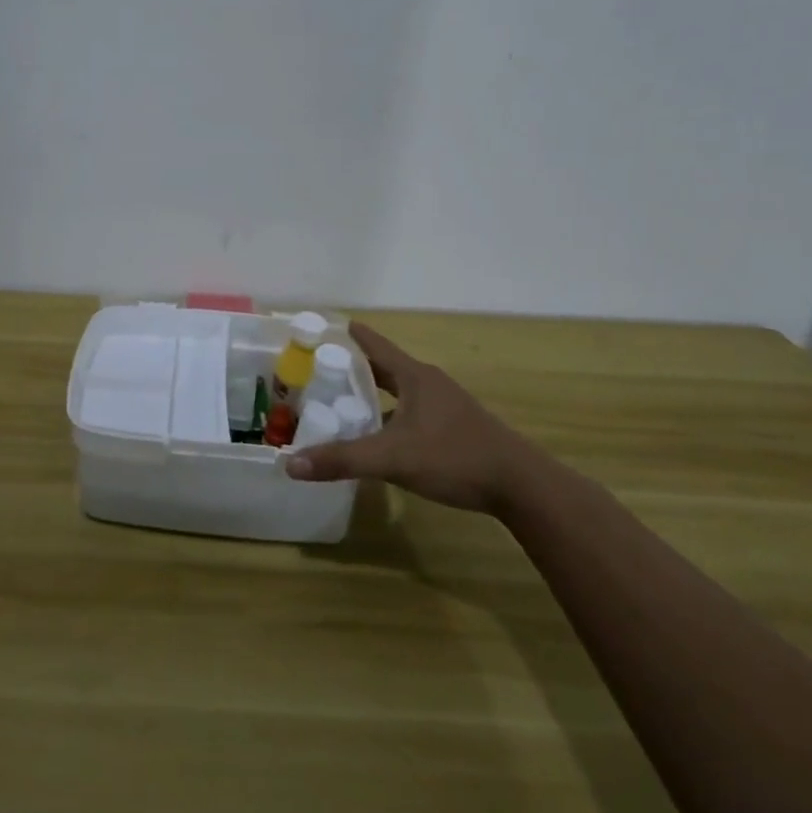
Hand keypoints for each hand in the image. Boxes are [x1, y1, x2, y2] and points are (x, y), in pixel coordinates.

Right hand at [284, 323, 538, 515]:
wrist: (521, 485)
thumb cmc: (454, 457)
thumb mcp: (392, 458)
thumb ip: (342, 460)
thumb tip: (290, 464)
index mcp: (414, 376)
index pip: (373, 345)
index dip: (347, 334)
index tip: (322, 327)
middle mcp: (429, 383)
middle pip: (383, 367)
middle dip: (353, 367)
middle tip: (318, 369)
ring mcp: (445, 405)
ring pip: (399, 391)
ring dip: (372, 394)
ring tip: (341, 403)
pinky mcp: (454, 428)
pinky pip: (411, 412)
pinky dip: (389, 416)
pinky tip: (378, 437)